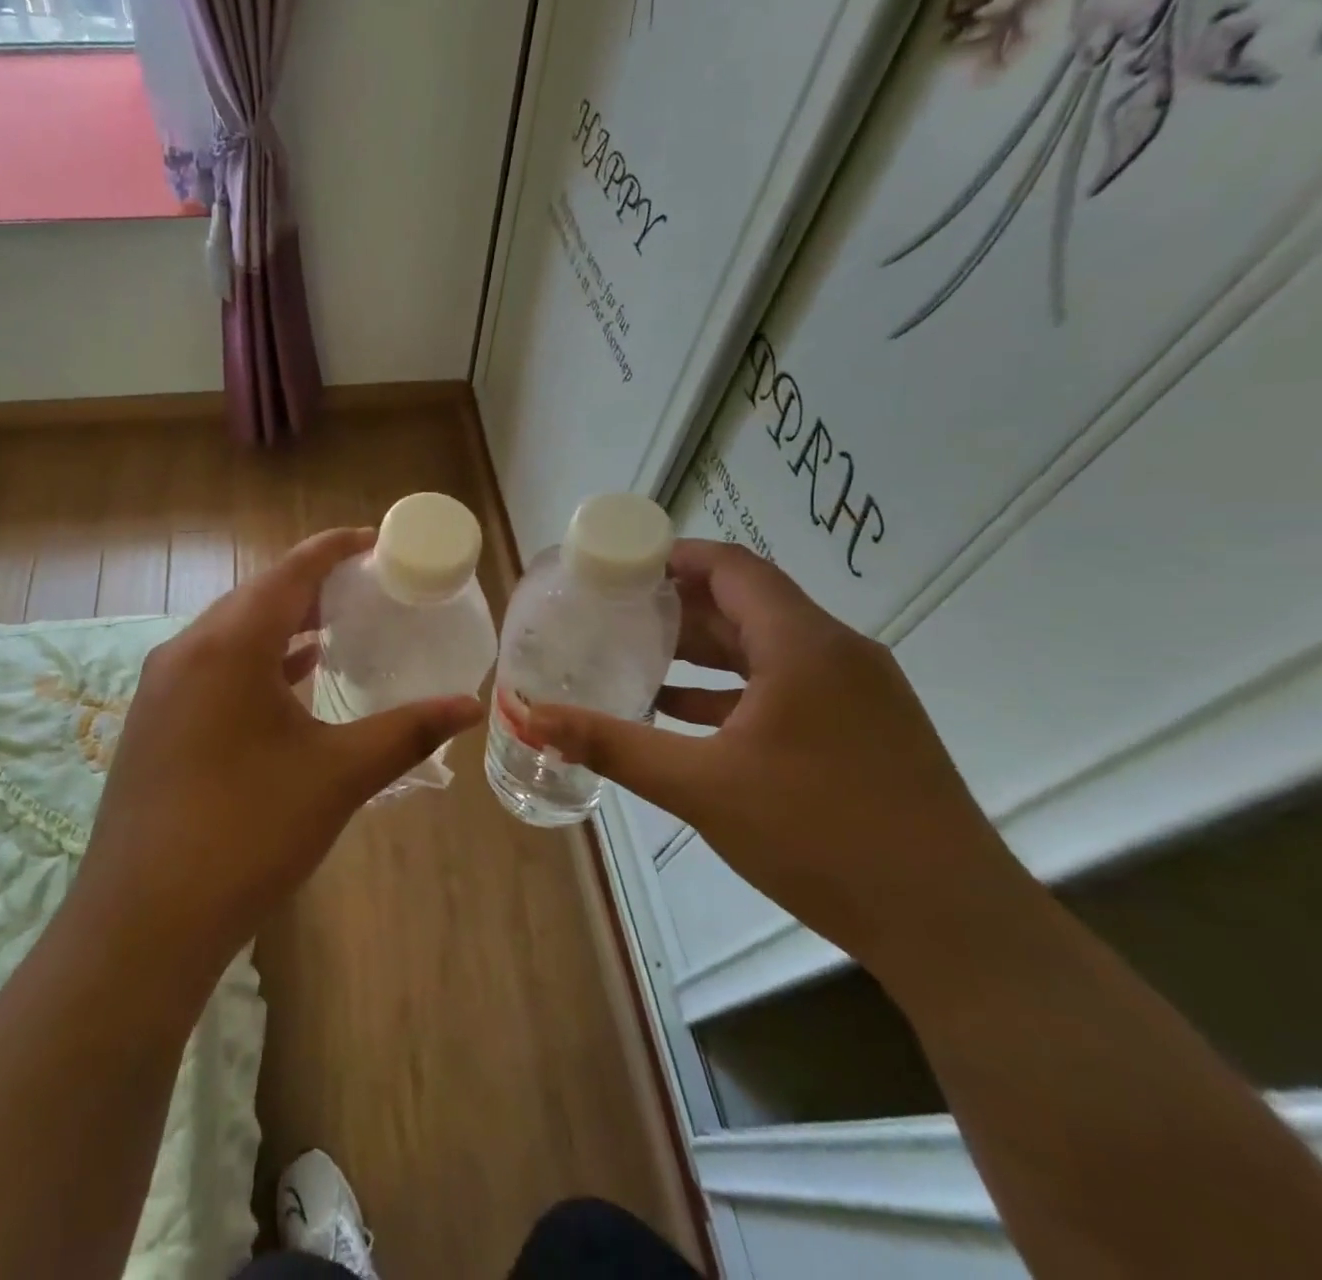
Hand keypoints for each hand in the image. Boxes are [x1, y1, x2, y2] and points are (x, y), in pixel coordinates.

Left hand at [73, 528, 481, 989]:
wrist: (145, 919)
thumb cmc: (248, 832)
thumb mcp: (337, 776)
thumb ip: (406, 732)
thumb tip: (469, 706)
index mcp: (228, 645)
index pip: (290, 571)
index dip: (335, 548)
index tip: (376, 540)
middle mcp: (187, 650)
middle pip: (256, 595)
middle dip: (312, 585)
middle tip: (366, 587)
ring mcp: (162, 686)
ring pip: (230, 632)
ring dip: (282, 623)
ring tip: (336, 627)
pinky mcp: (154, 720)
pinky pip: (213, 665)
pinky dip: (255, 660)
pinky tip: (289, 680)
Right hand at [523, 541, 1036, 985]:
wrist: (953, 927)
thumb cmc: (821, 835)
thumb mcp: (700, 786)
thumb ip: (611, 745)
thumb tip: (530, 717)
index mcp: (803, 645)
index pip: (732, 568)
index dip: (674, 556)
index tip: (619, 564)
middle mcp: (836, 653)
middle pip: (747, 603)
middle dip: (678, 604)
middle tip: (613, 611)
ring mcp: (858, 693)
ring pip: (766, 647)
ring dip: (704, 649)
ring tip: (637, 655)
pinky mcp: (864, 729)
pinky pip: (786, 686)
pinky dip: (732, 689)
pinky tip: (683, 715)